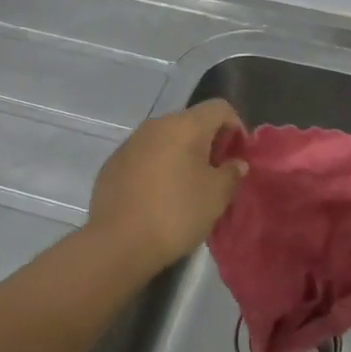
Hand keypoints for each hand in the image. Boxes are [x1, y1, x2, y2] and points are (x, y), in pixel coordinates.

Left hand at [87, 99, 248, 275]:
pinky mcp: (113, 163)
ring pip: (166, 139)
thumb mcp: (216, 196)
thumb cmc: (176, 213)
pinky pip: (145, 156)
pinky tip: (158, 196)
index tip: (238, 158)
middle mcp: (156, 125)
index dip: (236, 128)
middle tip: (216, 175)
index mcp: (184, 126)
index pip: (220, 108)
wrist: (118, 243)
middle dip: (209, 143)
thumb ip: (232, 173)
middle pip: (192, 122)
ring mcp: (130, 143)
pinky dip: (158, 167)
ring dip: (182, 155)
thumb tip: (235, 163)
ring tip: (187, 188)